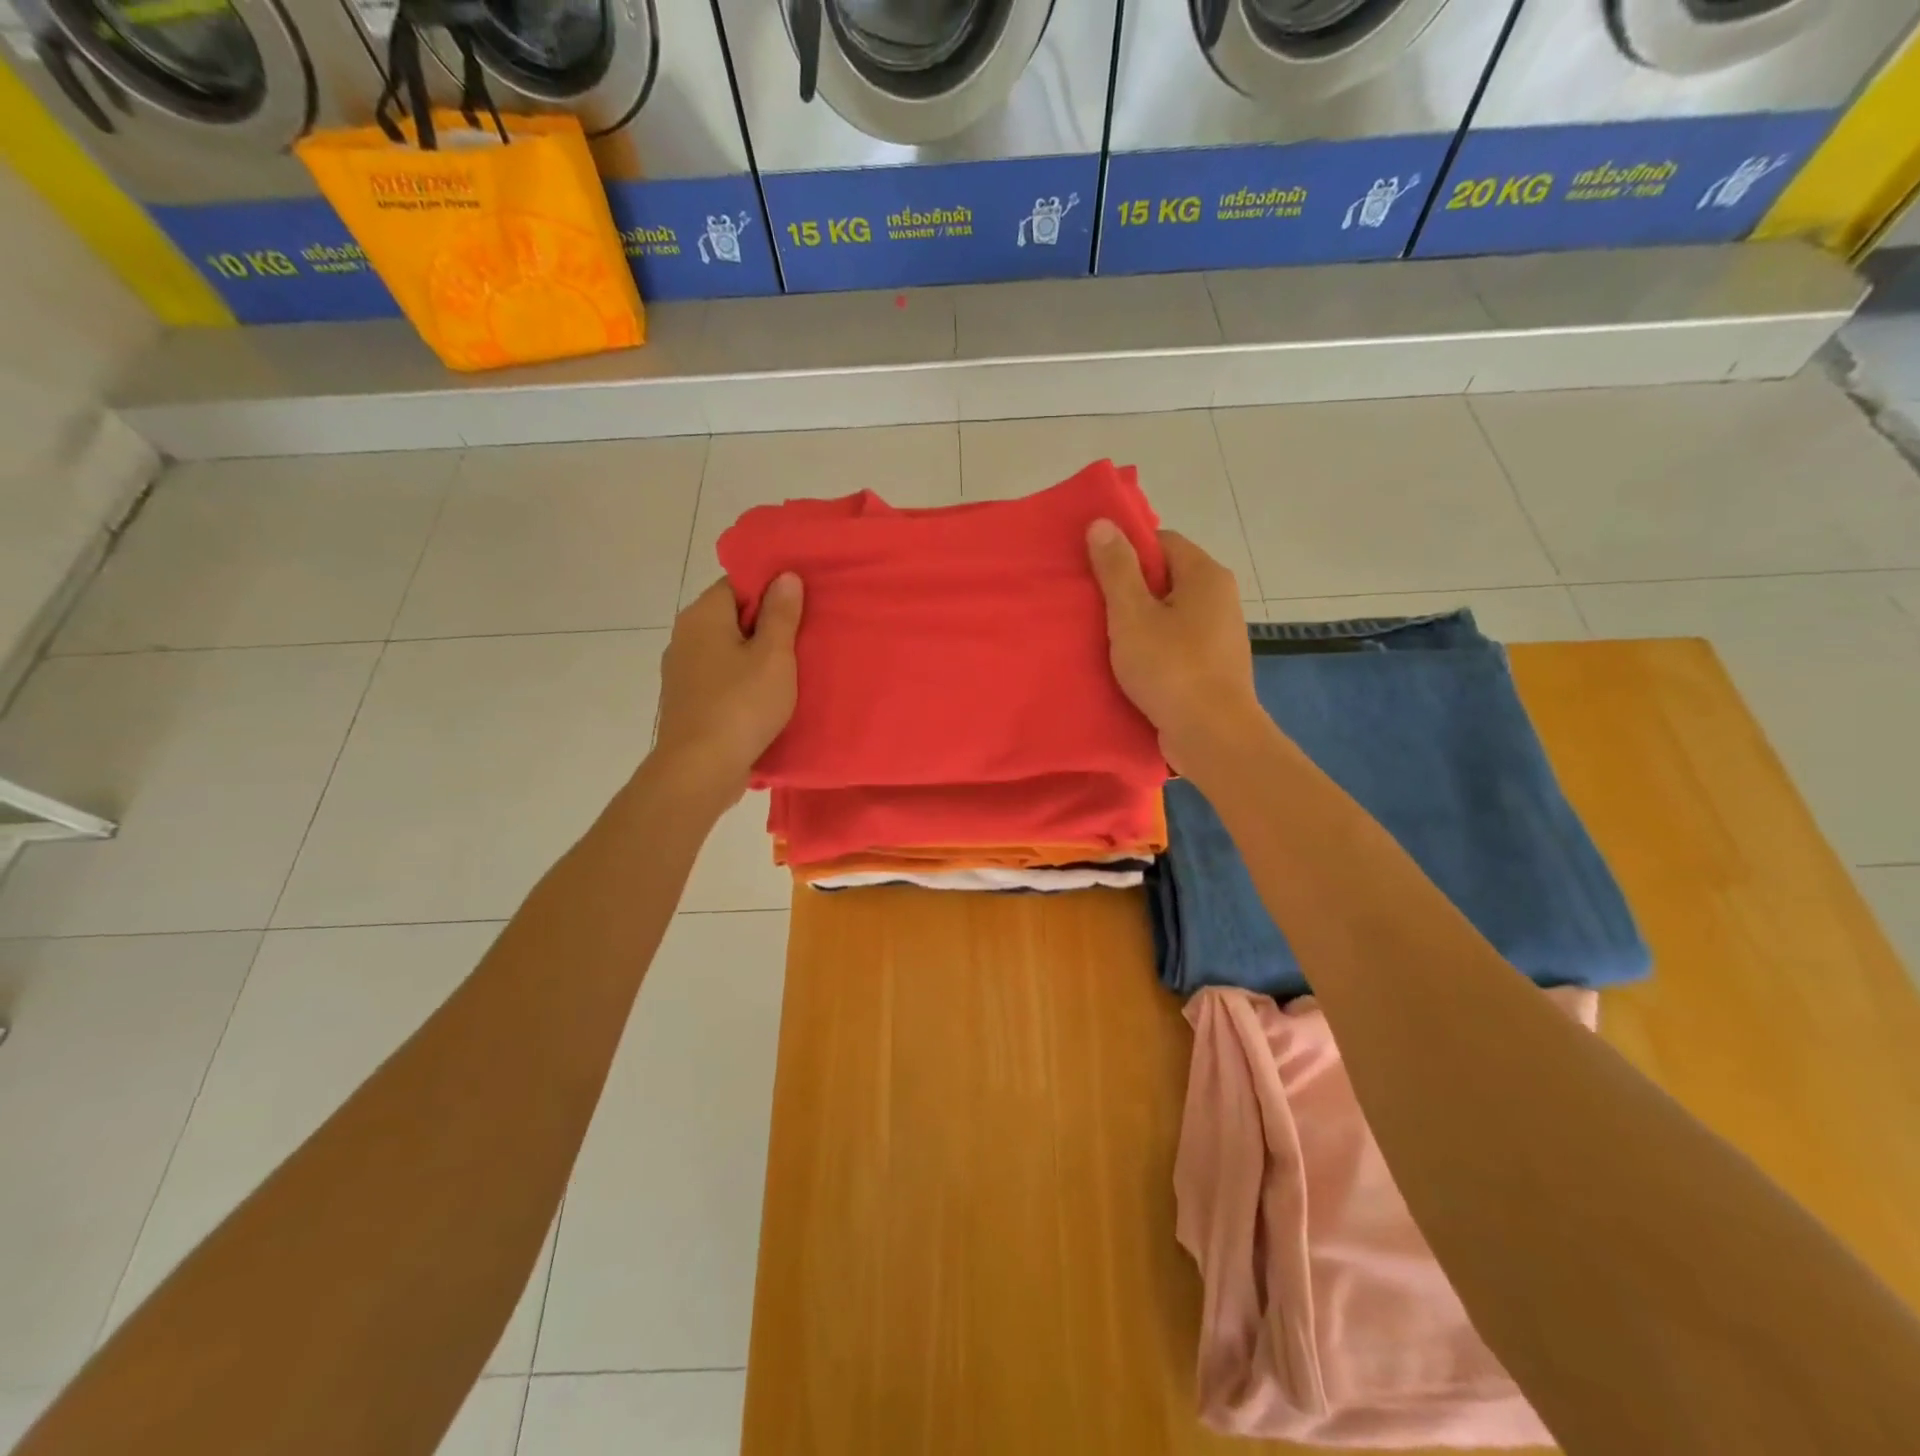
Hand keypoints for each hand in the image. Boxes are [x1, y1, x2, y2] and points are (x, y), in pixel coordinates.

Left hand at [651, 575, 802, 802]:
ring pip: (725, 649)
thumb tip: (785, 575)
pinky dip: (740, 680)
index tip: (800, 605)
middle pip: (731, 616)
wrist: (700, 769)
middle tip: (803, 637)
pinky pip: (719, 677)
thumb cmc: (741, 705)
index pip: (737, 583)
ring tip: (789, 669)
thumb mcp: (773, 656)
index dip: (769, 590)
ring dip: (753, 656)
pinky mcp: (686, 700)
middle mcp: (685, 636)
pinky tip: (763, 697)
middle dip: (765, 624)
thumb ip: (781, 614)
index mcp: (703, 615)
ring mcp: (681, 670)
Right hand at [1086, 521, 1261, 775]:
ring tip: (1106, 638)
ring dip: (1141, 622)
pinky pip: (1178, 641)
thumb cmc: (1171, 669)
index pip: (1162, 541)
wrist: (1213, 735)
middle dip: (1131, 589)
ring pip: (1171, 613)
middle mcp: (1221, 596)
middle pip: (1167, 576)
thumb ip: (1116, 569)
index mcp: (1205, 575)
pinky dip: (1155, 647)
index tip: (1097, 574)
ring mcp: (1221, 633)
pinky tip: (1131, 664)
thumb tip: (1102, 522)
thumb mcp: (1132, 616)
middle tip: (1094, 607)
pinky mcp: (1215, 664)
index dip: (1127, 552)